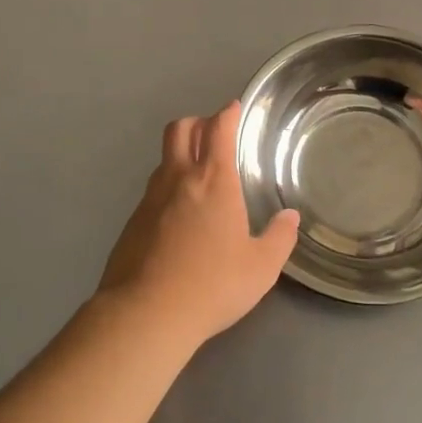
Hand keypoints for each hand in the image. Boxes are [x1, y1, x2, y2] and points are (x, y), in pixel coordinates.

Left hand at [97, 101, 300, 349]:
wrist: (145, 314)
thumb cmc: (213, 285)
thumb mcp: (261, 267)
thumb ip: (279, 238)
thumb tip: (290, 218)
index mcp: (214, 181)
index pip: (218, 129)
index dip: (227, 113)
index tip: (234, 108)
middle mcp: (179, 180)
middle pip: (180, 129)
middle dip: (198, 122)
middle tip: (214, 134)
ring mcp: (150, 199)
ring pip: (164, 160)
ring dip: (181, 156)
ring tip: (199, 179)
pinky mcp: (131, 222)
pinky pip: (152, 192)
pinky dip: (168, 190)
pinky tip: (179, 219)